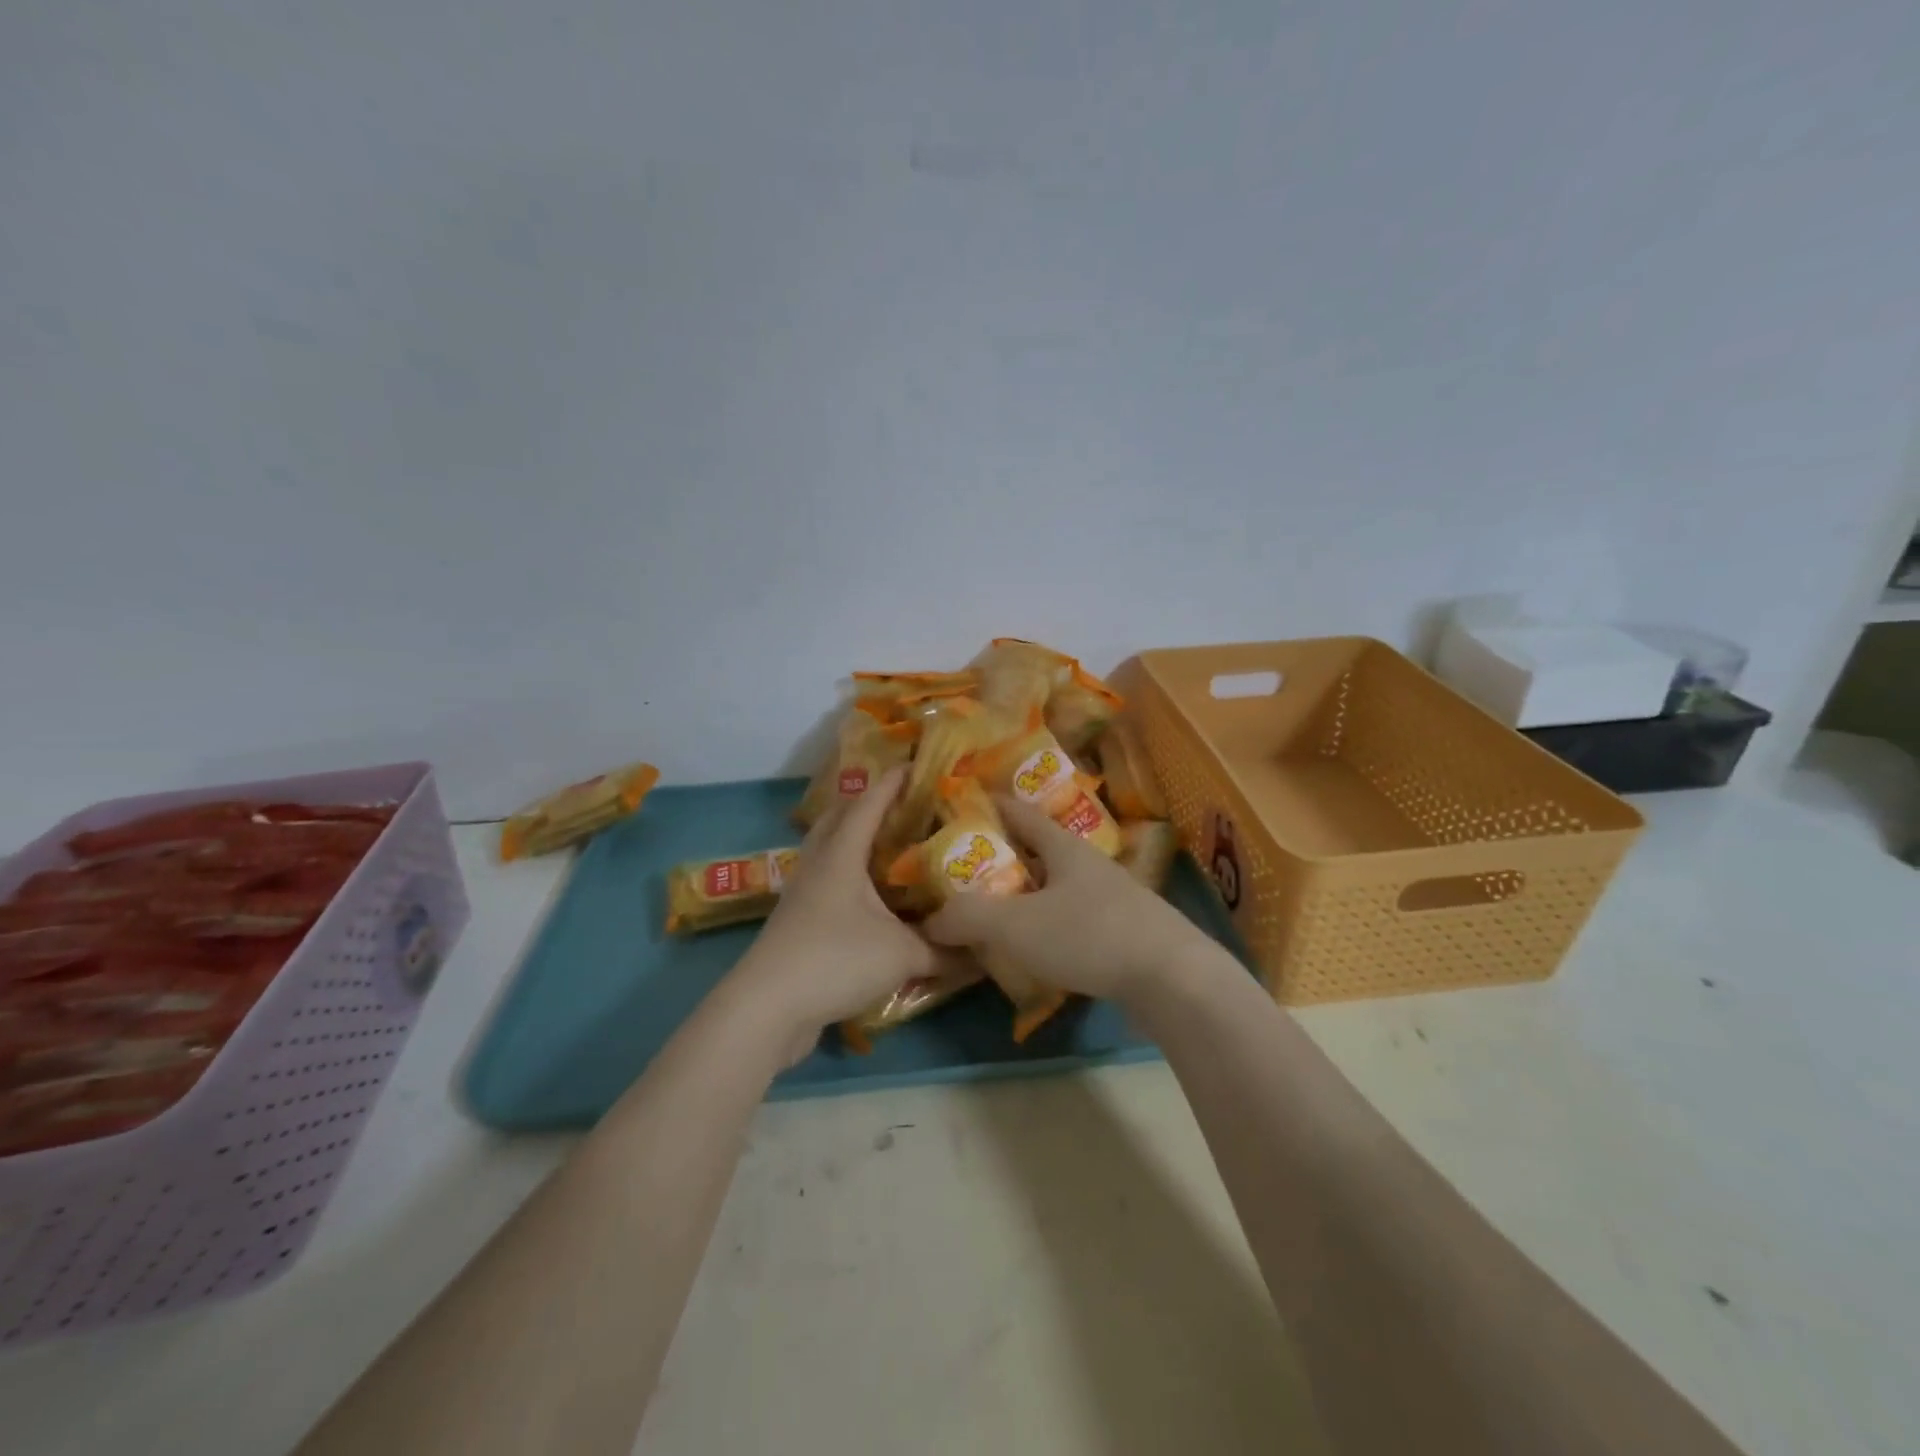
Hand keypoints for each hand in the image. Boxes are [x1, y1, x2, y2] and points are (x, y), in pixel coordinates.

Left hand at [724, 767, 958, 1052]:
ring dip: (855, 837)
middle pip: (839, 817)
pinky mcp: (797, 920)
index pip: (870, 802)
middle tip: (905, 803)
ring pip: (829, 848)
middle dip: (869, 802)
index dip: (894, 781)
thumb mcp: (902, 955)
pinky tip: (871, 895)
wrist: (767, 1008)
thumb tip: (984, 952)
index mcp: (842, 854)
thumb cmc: (835, 961)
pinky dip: (848, 873)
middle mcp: (819, 864)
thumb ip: (945, 951)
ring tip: (891, 842)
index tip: (918, 763)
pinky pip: (826, 879)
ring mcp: (803, 892)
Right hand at [923, 796, 1213, 1006]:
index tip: (961, 805)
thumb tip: (930, 920)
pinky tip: (1034, 949)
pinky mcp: (1126, 932)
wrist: (1173, 979)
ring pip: (1057, 888)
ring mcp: (1112, 898)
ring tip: (993, 913)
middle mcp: (1088, 864)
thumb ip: (968, 918)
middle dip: (1003, 857)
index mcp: (1063, 847)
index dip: (989, 806)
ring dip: (1026, 895)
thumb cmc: (1089, 935)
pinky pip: (1074, 920)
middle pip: (1039, 851)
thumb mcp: (1016, 925)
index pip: (1019, 813)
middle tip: (964, 872)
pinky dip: (1048, 926)